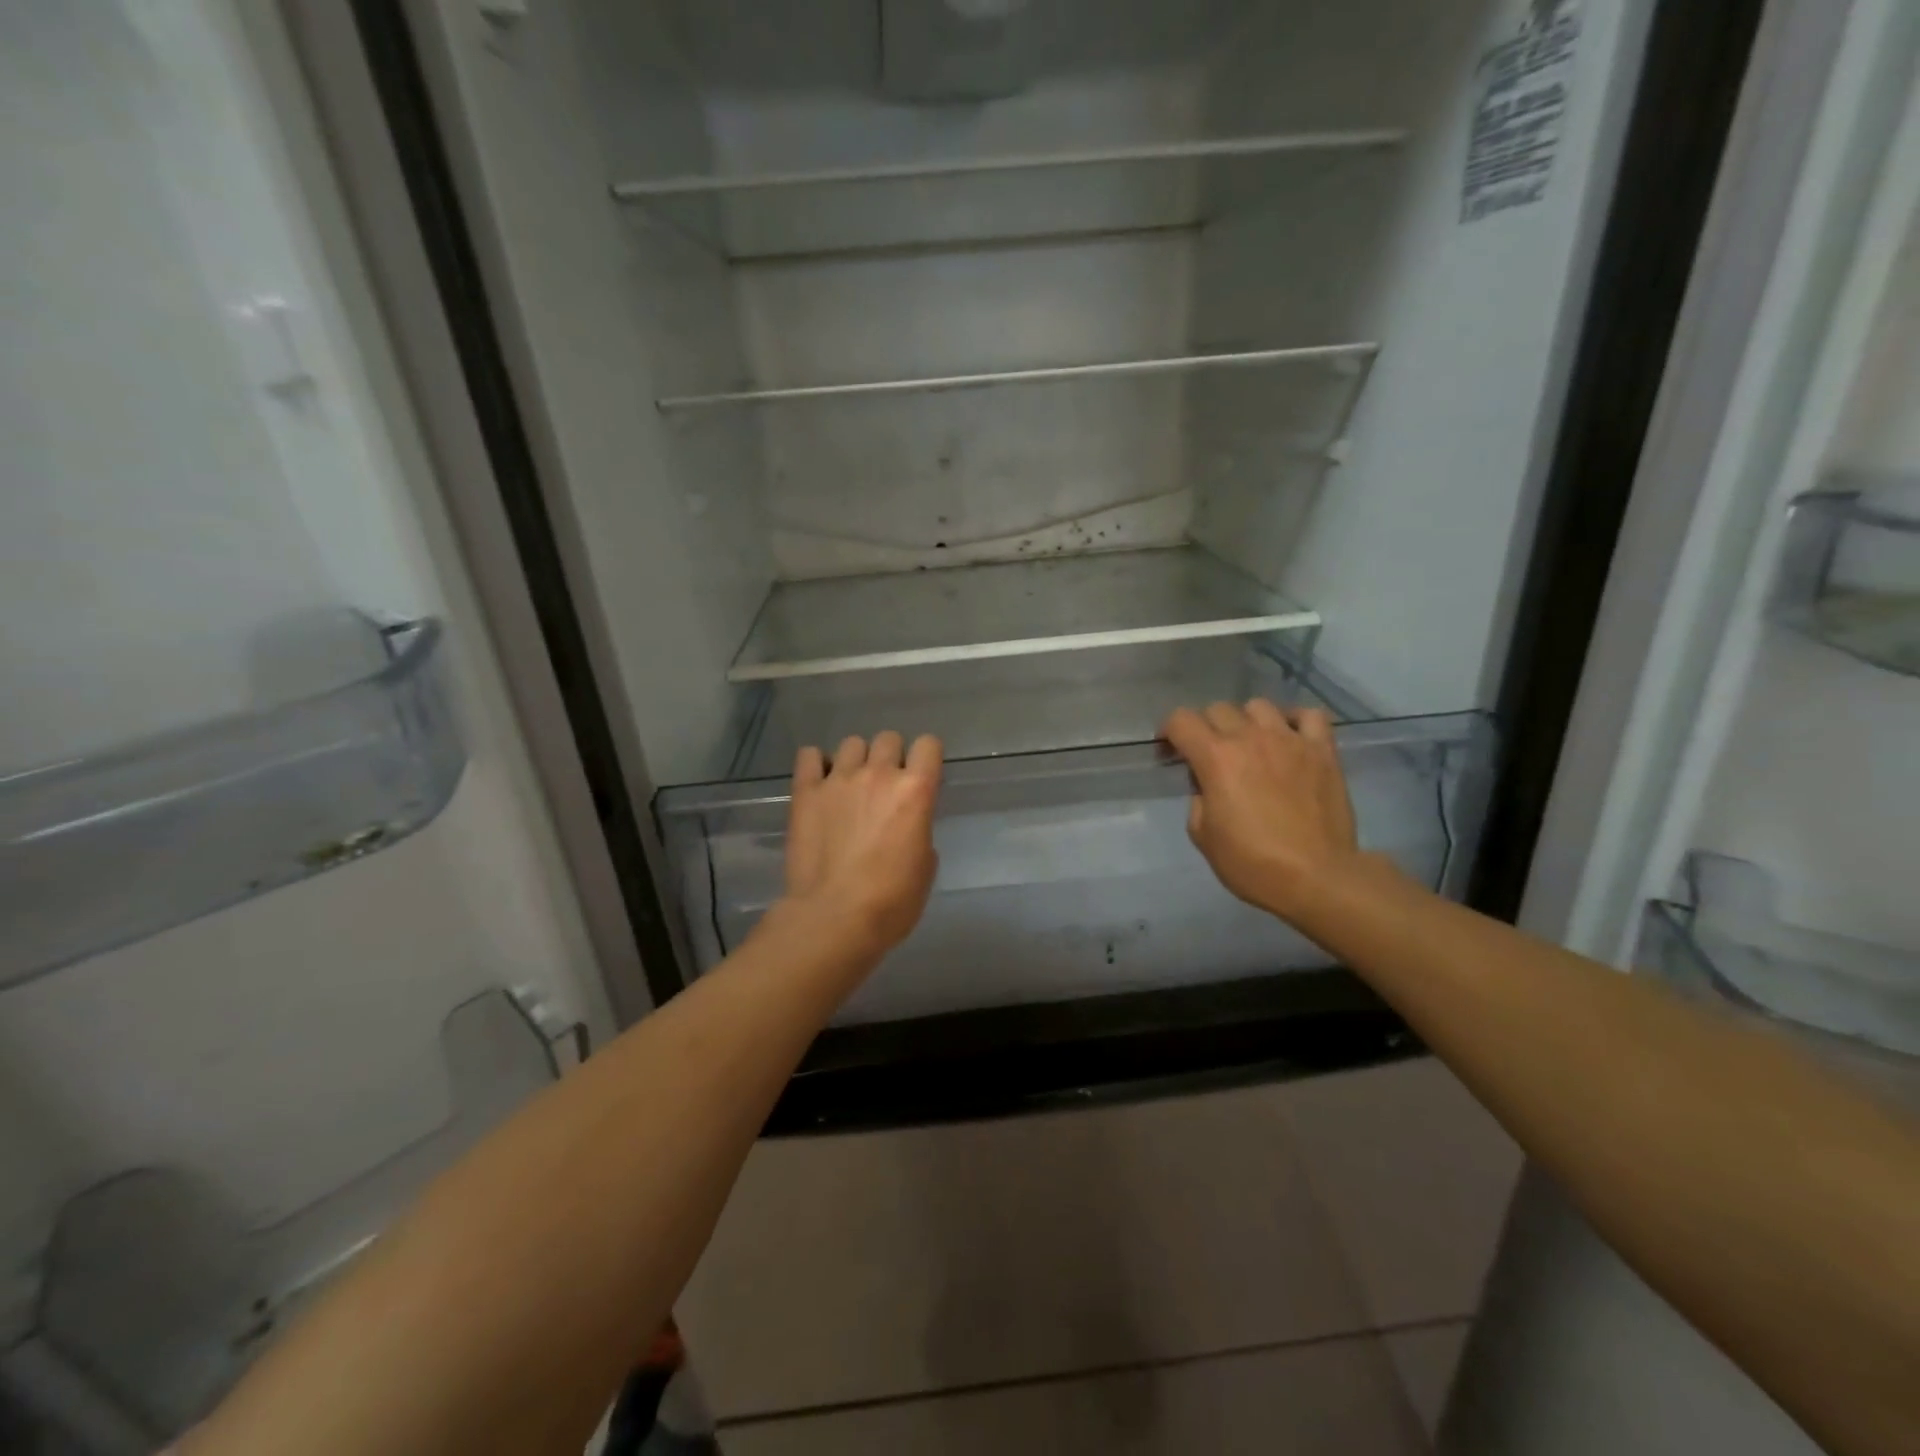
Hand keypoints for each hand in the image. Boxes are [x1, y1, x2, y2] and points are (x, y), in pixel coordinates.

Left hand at [781, 731, 942, 965]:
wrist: (834, 918)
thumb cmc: (891, 901)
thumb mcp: (925, 866)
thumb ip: (919, 829)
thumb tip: (906, 824)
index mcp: (915, 791)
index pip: (929, 744)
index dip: (927, 758)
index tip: (922, 775)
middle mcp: (878, 774)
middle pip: (889, 738)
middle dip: (891, 756)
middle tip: (885, 785)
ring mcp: (838, 780)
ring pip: (851, 743)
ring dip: (856, 760)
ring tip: (850, 786)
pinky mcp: (805, 792)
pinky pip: (809, 755)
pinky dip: (817, 764)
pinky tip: (820, 783)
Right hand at [1160, 700, 1364, 922]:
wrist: (1316, 877)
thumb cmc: (1251, 862)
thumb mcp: (1202, 835)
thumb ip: (1198, 799)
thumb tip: (1208, 784)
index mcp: (1215, 757)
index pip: (1180, 720)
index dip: (1168, 733)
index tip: (1170, 753)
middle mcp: (1250, 738)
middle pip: (1218, 709)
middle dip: (1206, 727)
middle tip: (1209, 754)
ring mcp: (1290, 740)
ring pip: (1259, 706)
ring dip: (1247, 721)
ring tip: (1251, 744)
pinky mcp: (1323, 751)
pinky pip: (1309, 716)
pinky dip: (1295, 720)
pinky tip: (1290, 737)